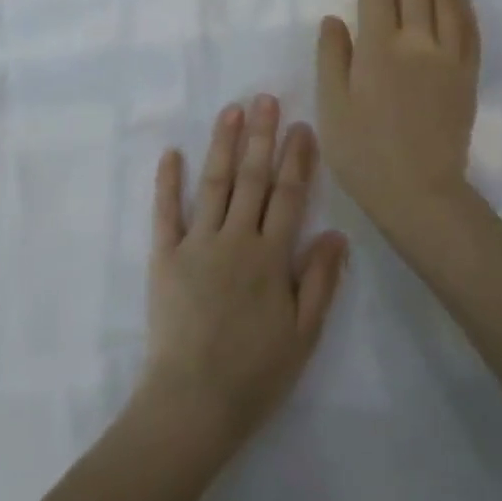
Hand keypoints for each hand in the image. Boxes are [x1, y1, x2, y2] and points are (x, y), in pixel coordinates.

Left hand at [141, 96, 348, 450]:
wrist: (194, 401)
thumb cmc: (256, 373)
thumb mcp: (303, 334)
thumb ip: (319, 281)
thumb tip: (336, 232)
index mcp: (271, 257)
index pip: (288, 196)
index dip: (297, 160)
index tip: (302, 127)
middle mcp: (235, 239)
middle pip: (251, 179)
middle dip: (261, 136)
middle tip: (265, 99)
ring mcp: (196, 243)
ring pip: (214, 183)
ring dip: (223, 144)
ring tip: (231, 110)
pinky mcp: (164, 255)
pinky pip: (166, 211)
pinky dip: (168, 181)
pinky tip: (171, 153)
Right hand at [316, 0, 481, 245]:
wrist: (419, 192)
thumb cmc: (363, 151)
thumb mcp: (332, 104)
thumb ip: (332, 56)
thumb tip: (334, 19)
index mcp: (379, 48)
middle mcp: (418, 43)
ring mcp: (449, 59)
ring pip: (447, 2)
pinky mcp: (467, 77)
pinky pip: (470, 31)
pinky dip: (465, 7)